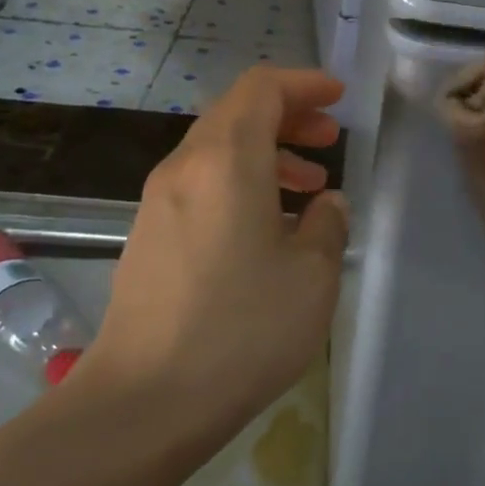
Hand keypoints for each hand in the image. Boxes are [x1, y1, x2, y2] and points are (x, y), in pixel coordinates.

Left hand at [83, 67, 349, 422]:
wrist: (146, 401)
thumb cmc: (242, 329)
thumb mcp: (312, 275)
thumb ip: (327, 225)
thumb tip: (324, 205)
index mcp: (227, 161)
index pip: (261, 89)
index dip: (304, 84)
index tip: (338, 99)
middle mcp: (185, 168)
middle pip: (236, 114)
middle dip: (288, 117)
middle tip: (329, 140)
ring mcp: (158, 203)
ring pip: (218, 152)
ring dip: (266, 155)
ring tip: (308, 188)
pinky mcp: (148, 236)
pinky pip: (201, 185)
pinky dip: (240, 184)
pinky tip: (267, 228)